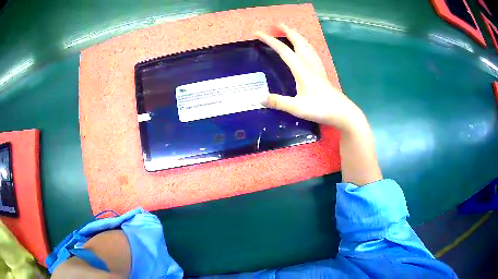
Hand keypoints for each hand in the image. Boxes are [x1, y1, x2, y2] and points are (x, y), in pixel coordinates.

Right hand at [255, 24, 363, 131]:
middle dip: (287, 31)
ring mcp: (317, 68)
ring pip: (307, 46)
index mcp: (301, 70)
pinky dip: (306, 45)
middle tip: (278, 25)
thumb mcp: (297, 108)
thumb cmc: (321, 109)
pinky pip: (312, 53)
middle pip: (298, 42)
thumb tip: (259, 98)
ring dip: (297, 36)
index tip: (258, 33)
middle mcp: (310, 65)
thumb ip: (278, 102)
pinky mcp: (322, 73)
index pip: (283, 50)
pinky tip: (306, 48)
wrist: (342, 112)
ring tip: (290, 32)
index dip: (270, 40)